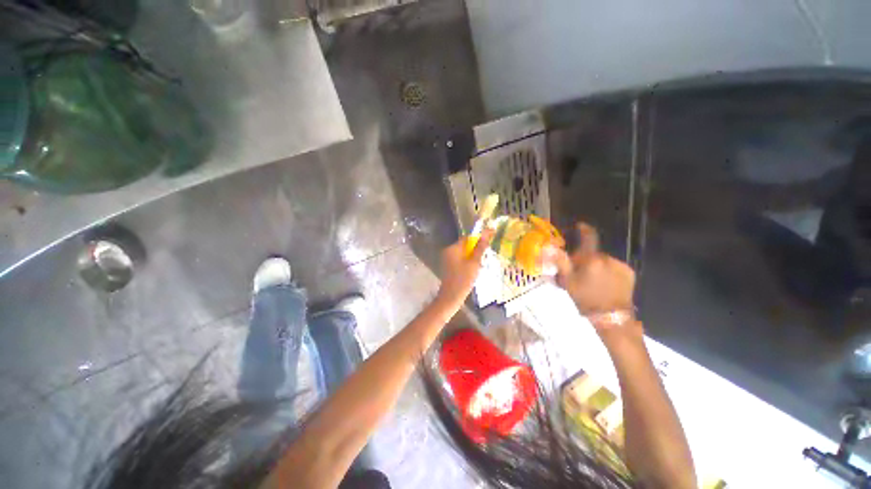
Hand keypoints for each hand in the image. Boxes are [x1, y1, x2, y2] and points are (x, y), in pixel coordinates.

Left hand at [436, 229, 493, 306]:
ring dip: (473, 255)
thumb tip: (486, 233)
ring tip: (482, 263)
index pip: (467, 237)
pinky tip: (474, 269)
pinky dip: (468, 261)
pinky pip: (460, 259)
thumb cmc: (463, 279)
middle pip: (465, 245)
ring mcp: (447, 259)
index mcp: (453, 248)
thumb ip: (480, 248)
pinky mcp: (449, 267)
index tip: (490, 237)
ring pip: (464, 253)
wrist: (451, 297)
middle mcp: (448, 251)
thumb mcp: (474, 263)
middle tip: (487, 253)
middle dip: (476, 248)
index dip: (479, 237)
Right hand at [554, 223, 635, 316]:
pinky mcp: (629, 273)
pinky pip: (615, 267)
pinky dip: (609, 271)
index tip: (580, 226)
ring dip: (597, 266)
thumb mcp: (568, 281)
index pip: (588, 237)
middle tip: (580, 273)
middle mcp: (607, 258)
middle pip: (593, 253)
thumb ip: (560, 262)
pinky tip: (605, 283)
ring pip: (604, 261)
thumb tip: (549, 247)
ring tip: (594, 281)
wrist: (612, 318)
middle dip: (586, 259)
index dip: (584, 229)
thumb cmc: (585, 299)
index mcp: (591, 259)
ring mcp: (620, 265)